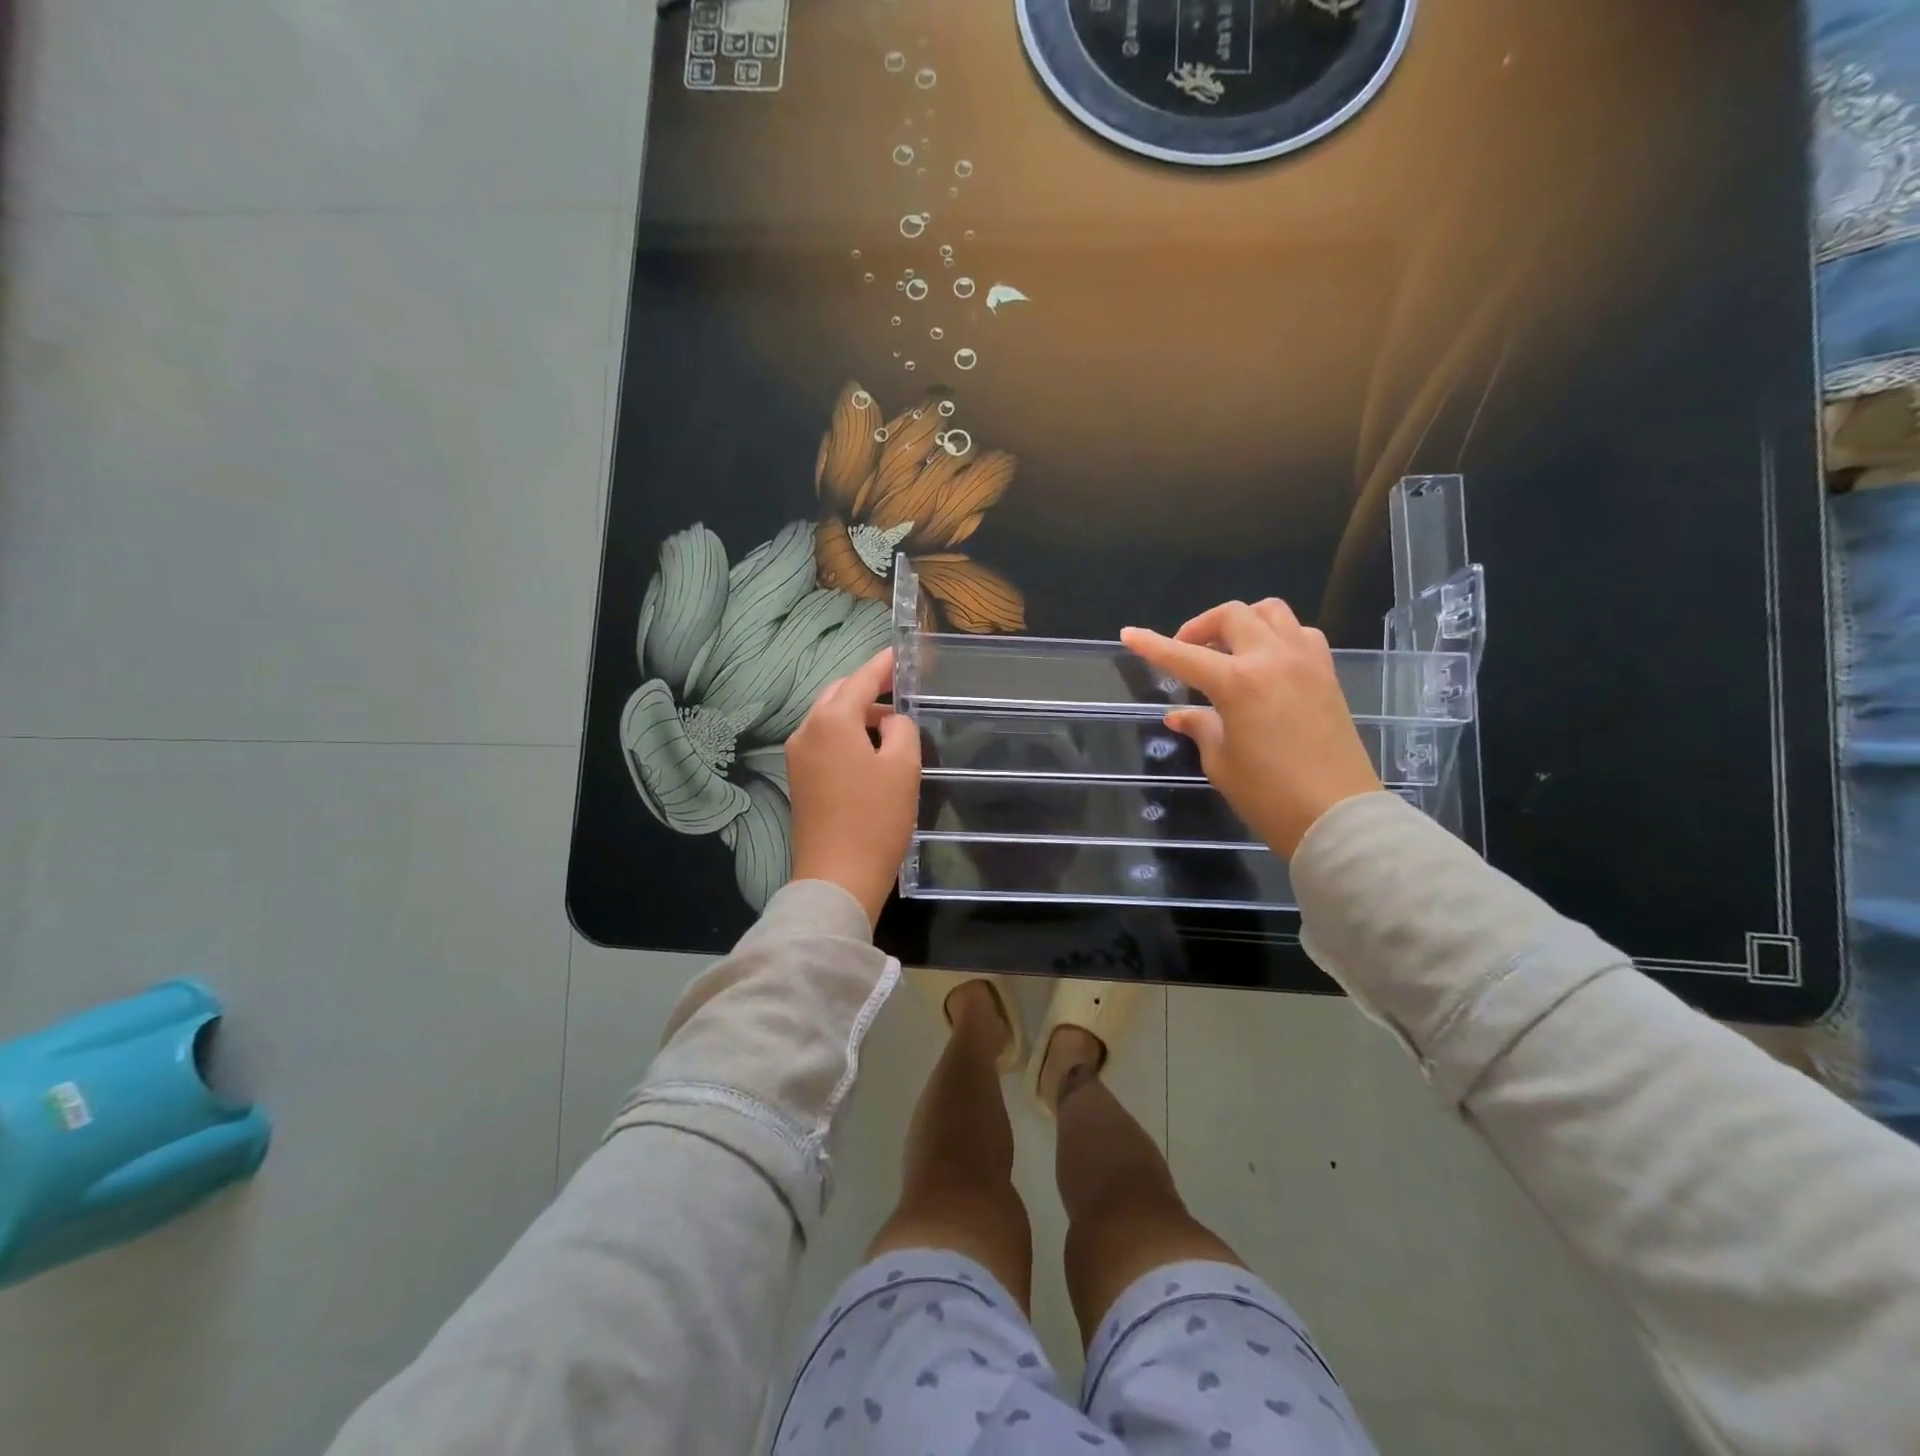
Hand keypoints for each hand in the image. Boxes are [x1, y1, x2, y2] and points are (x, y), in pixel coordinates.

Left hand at [785, 648, 921, 925]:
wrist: (837, 878)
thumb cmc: (876, 819)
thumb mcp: (903, 767)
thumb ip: (901, 728)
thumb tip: (888, 721)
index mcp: (832, 720)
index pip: (861, 679)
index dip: (884, 665)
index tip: (903, 654)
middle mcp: (806, 730)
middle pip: (838, 695)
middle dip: (868, 688)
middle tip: (900, 689)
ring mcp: (797, 756)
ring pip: (829, 719)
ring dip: (857, 714)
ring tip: (892, 724)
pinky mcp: (798, 780)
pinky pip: (824, 742)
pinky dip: (846, 736)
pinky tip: (870, 751)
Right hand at [1122, 600, 1381, 856]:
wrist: (1338, 816)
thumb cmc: (1269, 795)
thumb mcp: (1222, 762)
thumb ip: (1200, 727)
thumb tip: (1180, 715)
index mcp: (1238, 682)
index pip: (1183, 655)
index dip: (1152, 645)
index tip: (1129, 634)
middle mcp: (1272, 659)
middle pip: (1232, 616)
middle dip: (1201, 627)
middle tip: (1187, 651)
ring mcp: (1306, 662)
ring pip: (1271, 612)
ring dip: (1243, 622)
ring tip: (1229, 650)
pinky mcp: (1327, 675)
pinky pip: (1300, 633)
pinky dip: (1277, 636)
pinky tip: (1267, 662)